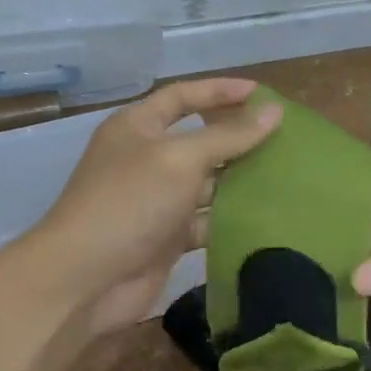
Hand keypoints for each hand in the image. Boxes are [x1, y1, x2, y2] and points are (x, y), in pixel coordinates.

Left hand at [29, 77, 281, 332]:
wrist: (84, 279)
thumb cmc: (129, 202)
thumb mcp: (180, 158)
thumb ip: (229, 135)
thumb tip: (274, 111)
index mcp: (137, 127)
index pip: (183, 96)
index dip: (220, 91)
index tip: (262, 93)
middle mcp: (146, 159)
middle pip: (199, 139)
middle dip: (237, 137)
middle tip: (283, 136)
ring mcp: (156, 200)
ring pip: (207, 183)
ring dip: (240, 180)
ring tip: (286, 175)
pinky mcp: (166, 237)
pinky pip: (206, 221)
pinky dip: (231, 219)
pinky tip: (267, 217)